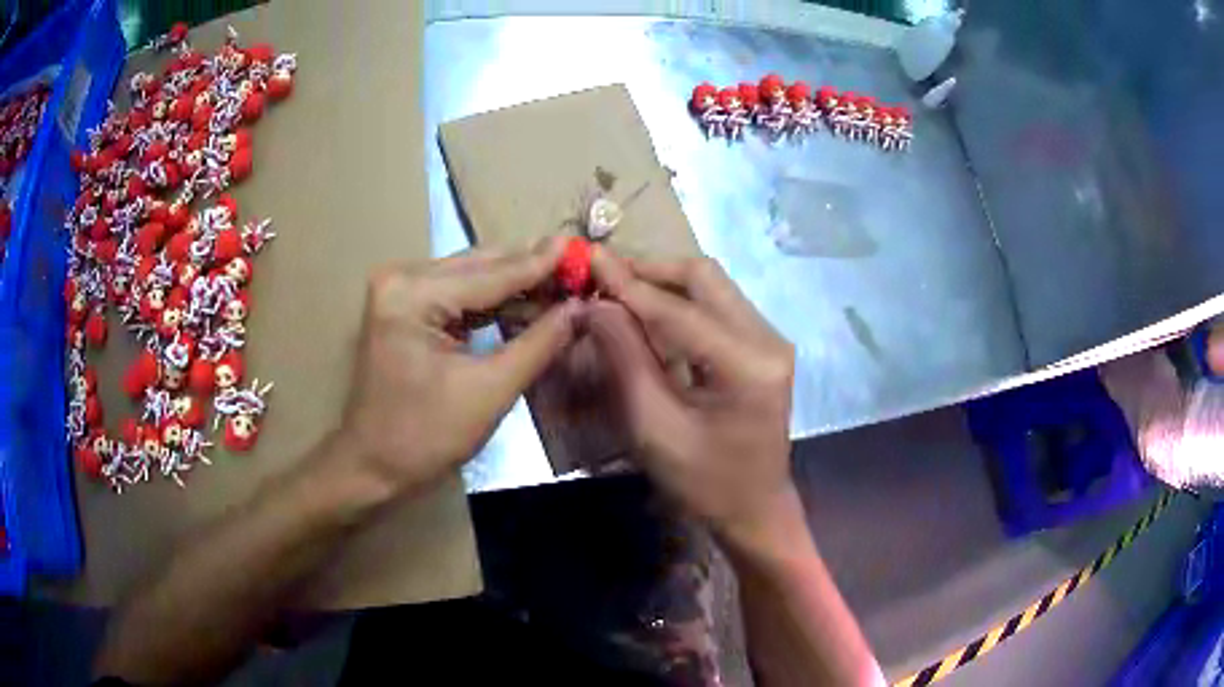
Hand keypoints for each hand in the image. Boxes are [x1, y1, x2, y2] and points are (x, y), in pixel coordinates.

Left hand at [337, 238, 577, 494]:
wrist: (372, 466)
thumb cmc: (425, 436)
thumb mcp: (489, 391)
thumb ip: (538, 344)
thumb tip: (580, 309)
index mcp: (412, 294)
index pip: (491, 273)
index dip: (541, 264)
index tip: (582, 247)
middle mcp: (401, 279)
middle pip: (480, 267)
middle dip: (530, 273)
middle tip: (579, 271)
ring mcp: (400, 292)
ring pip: (472, 279)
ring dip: (515, 288)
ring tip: (563, 290)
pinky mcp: (405, 309)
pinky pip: (459, 297)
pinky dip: (493, 304)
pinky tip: (528, 307)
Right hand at [584, 248, 798, 553]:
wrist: (755, 509)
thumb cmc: (705, 483)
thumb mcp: (655, 429)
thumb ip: (625, 361)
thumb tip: (597, 305)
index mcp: (748, 365)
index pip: (679, 310)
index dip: (628, 285)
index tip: (588, 261)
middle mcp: (768, 339)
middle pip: (704, 277)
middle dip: (650, 271)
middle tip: (603, 277)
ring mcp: (770, 339)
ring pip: (712, 286)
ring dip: (664, 283)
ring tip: (618, 292)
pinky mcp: (763, 346)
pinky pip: (717, 305)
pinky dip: (680, 302)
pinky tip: (648, 314)